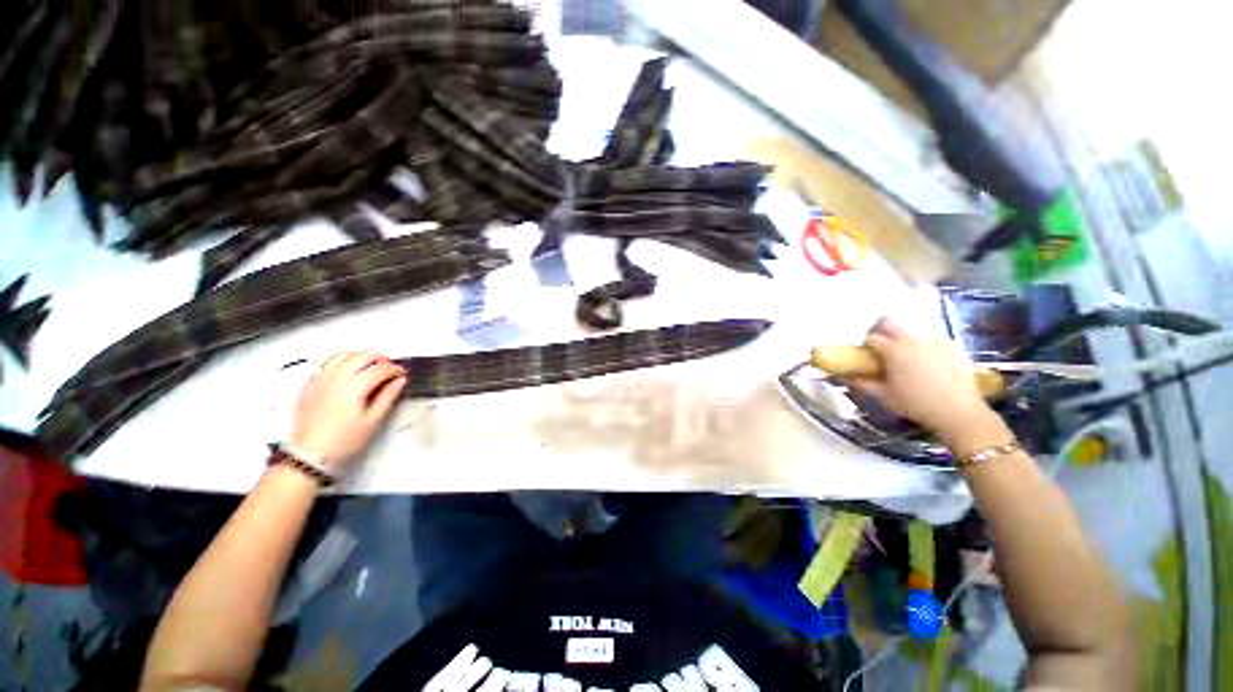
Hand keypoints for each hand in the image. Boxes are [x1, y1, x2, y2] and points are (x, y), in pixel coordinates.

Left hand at [289, 351, 406, 472]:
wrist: (310, 454)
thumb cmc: (345, 440)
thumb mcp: (373, 421)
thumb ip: (388, 397)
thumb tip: (399, 381)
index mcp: (355, 386)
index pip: (381, 369)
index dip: (395, 369)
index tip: (402, 375)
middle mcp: (337, 377)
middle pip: (363, 355)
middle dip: (380, 359)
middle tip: (388, 369)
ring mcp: (321, 378)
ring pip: (344, 354)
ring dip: (361, 357)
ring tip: (370, 367)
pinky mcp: (310, 383)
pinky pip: (327, 362)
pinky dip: (342, 361)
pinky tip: (348, 371)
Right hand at [847, 318, 993, 438]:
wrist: (959, 411)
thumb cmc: (916, 404)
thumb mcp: (884, 396)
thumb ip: (862, 383)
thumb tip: (845, 376)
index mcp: (892, 350)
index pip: (870, 338)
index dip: (865, 345)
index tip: (865, 356)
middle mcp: (911, 339)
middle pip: (888, 322)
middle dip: (880, 330)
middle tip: (881, 347)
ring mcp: (933, 340)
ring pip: (910, 329)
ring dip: (902, 337)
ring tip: (906, 356)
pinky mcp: (951, 345)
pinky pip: (930, 337)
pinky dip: (922, 344)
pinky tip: (927, 361)